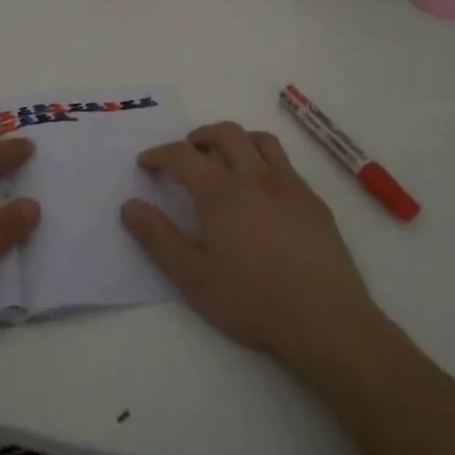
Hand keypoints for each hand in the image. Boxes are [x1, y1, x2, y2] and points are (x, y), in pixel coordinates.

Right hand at [123, 121, 385, 371]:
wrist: (326, 320)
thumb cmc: (252, 301)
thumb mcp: (193, 277)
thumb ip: (158, 238)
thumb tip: (129, 206)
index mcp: (221, 192)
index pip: (183, 156)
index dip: (160, 155)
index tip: (146, 163)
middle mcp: (255, 177)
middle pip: (226, 134)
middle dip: (200, 136)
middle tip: (187, 151)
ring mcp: (290, 186)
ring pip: (261, 141)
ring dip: (237, 139)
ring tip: (226, 158)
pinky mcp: (315, 202)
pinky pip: (286, 165)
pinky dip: (265, 162)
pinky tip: (264, 191)